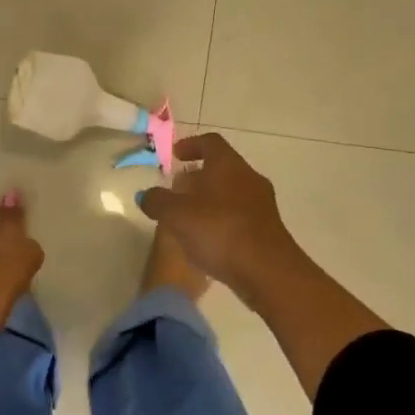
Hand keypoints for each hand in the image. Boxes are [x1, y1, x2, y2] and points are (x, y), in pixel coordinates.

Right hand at [136, 134, 305, 306]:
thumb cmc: (220, 231)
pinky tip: (207, 241)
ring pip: (230, 193)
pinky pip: (239, 216)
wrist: (268, 272)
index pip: (210, 142)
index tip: (175, 156)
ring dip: (208, 200)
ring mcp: (262, 204)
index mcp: (228, 165)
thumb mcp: (177, 215)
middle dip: (196, 177)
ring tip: (187, 219)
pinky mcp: (267, 230)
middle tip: (176, 191)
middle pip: (221, 168)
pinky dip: (221, 220)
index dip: (190, 145)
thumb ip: (158, 201)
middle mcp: (249, 178)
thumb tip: (147, 195)